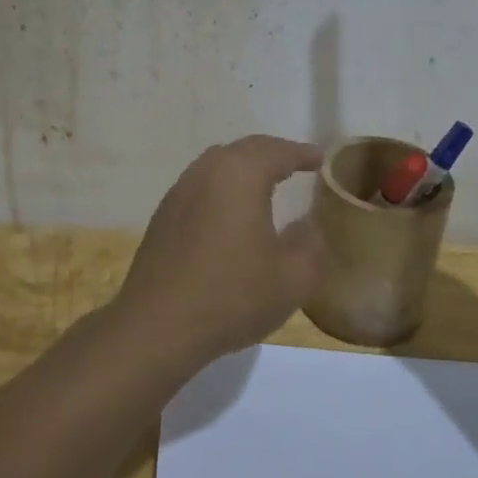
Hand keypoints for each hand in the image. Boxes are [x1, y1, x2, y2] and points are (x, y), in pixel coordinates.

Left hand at [110, 135, 326, 366]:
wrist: (157, 327)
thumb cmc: (231, 296)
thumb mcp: (291, 278)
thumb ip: (309, 244)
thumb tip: (308, 226)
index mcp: (240, 175)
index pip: (277, 152)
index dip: (302, 154)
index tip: (320, 159)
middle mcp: (206, 172)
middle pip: (245, 150)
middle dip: (273, 154)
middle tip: (296, 165)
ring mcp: (179, 192)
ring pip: (218, 165)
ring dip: (245, 168)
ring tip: (266, 184)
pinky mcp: (163, 215)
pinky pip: (201, 186)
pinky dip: (223, 187)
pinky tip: (230, 213)